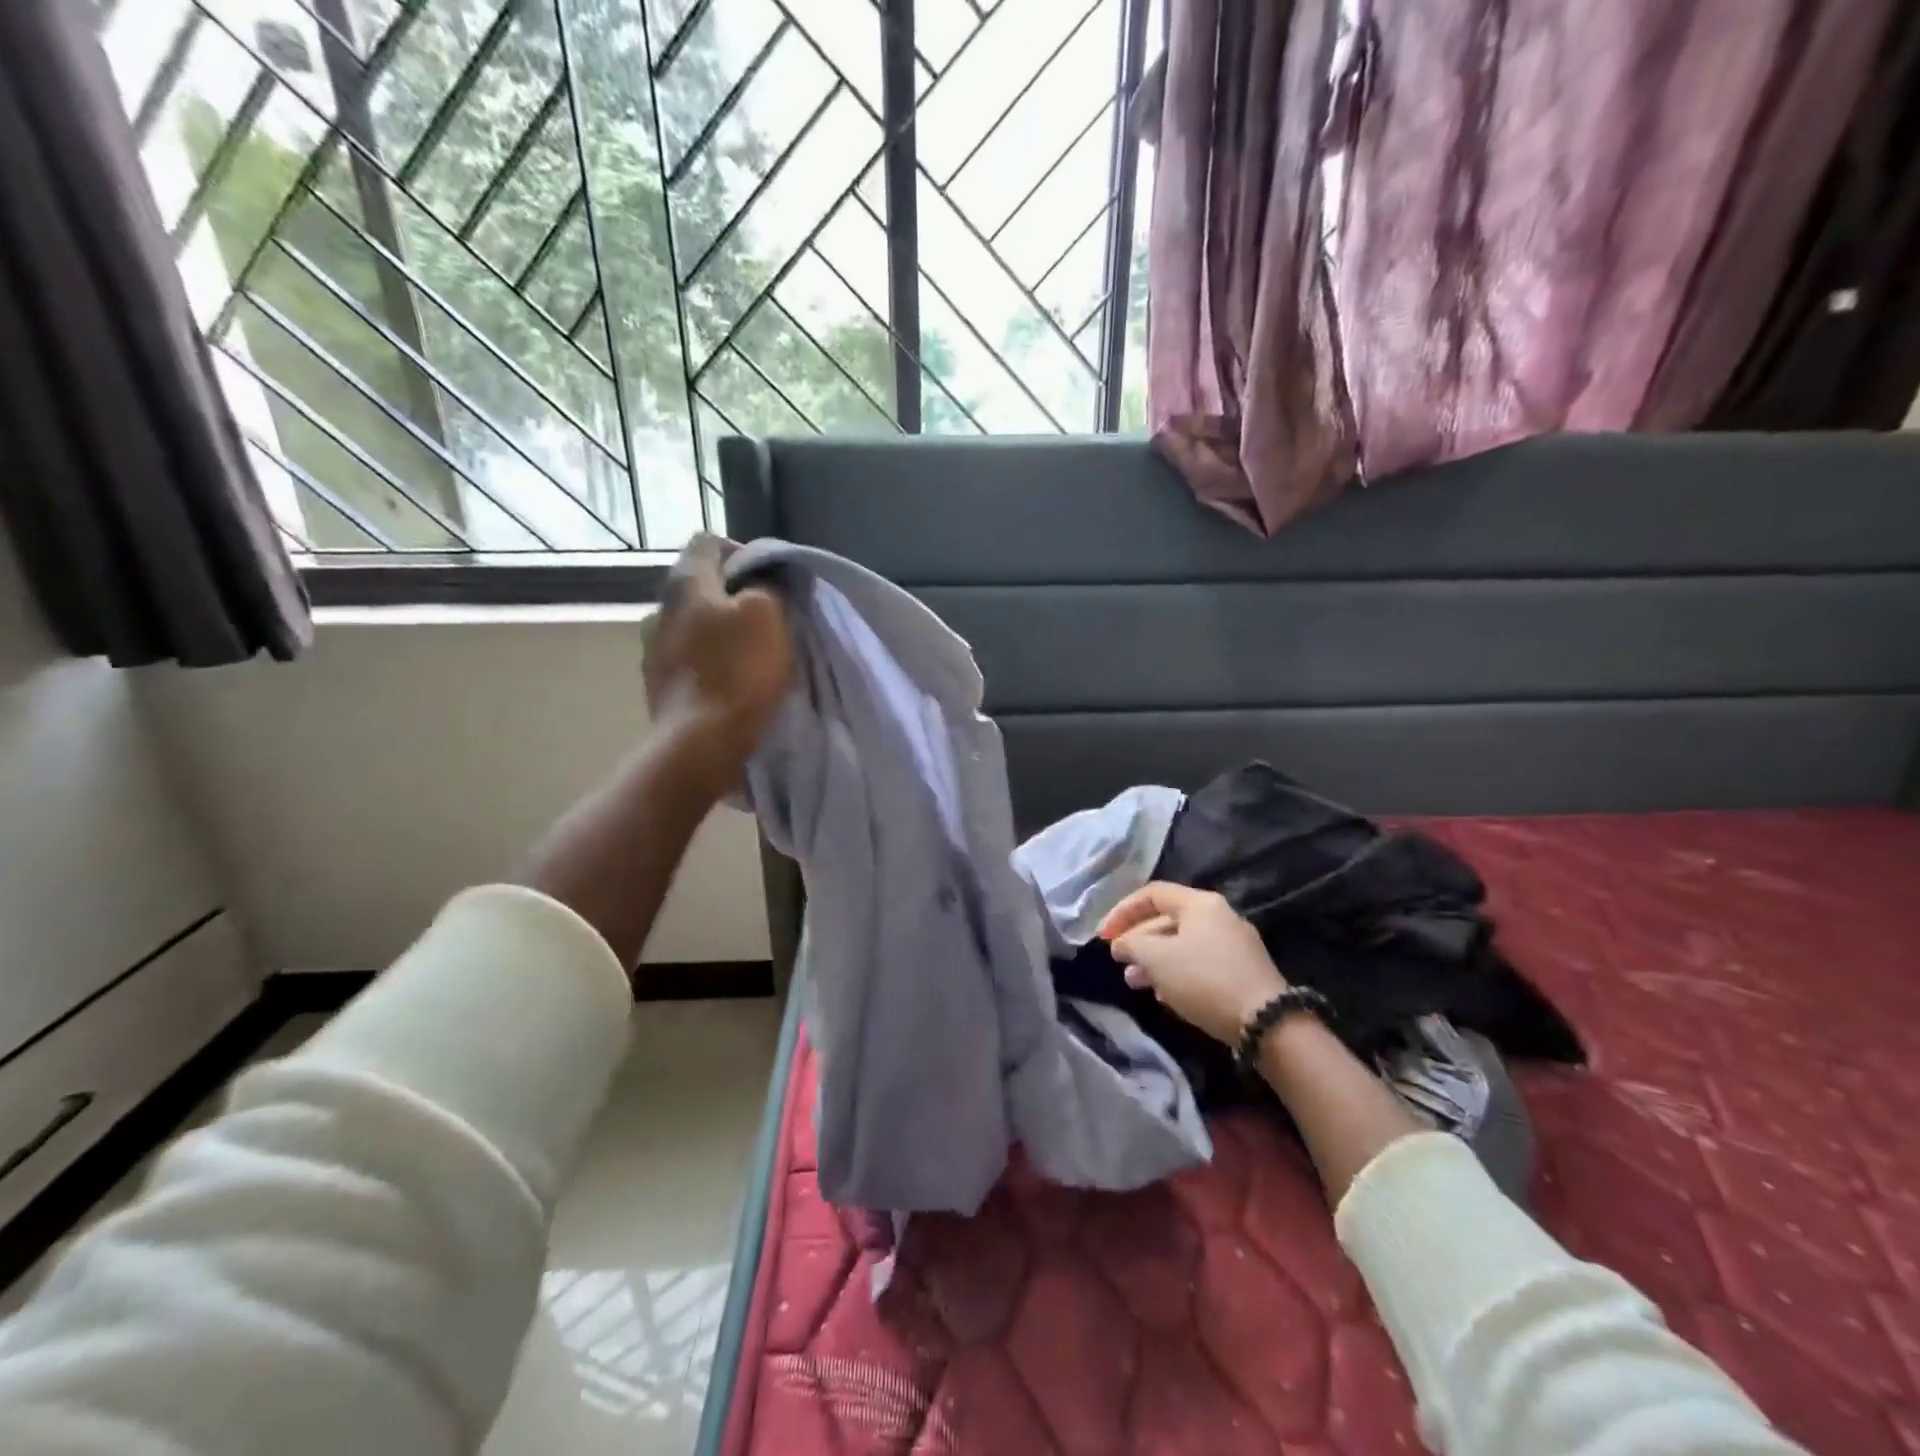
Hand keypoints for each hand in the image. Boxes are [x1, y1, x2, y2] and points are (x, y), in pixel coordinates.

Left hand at [642, 534, 792, 797]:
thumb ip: (767, 586)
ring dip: (719, 632)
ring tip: (748, 655)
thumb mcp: (768, 614)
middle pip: (700, 586)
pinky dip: (708, 663)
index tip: (770, 581)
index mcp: (684, 582)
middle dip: (733, 596)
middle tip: (766, 619)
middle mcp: (658, 608)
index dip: (743, 553)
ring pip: (693, 625)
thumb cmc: (738, 672)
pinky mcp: (656, 685)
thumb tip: (762, 582)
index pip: (709, 542)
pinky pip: (687, 659)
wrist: (700, 744)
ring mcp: (651, 649)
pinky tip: (729, 683)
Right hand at [1098, 883, 1287, 1046]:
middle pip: (1167, 919)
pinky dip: (1176, 973)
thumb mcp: (1157, 958)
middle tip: (1119, 962)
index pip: (1152, 894)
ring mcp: (1235, 945)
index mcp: (1200, 903)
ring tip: (1134, 983)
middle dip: (1138, 940)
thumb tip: (1120, 944)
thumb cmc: (1204, 979)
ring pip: (1183, 944)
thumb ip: (1131, 944)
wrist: (1266, 1023)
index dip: (1122, 911)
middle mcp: (1220, 916)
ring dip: (1154, 961)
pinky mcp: (1243, 972)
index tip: (1103, 937)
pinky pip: (1200, 963)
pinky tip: (1165, 995)